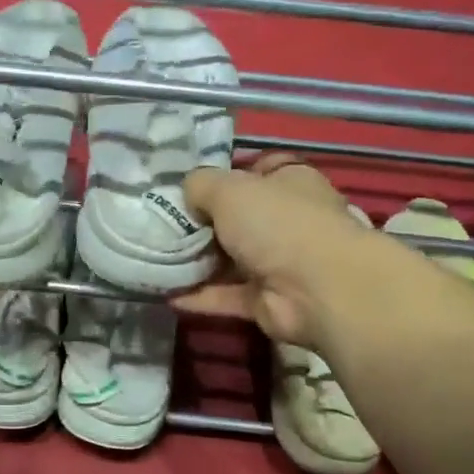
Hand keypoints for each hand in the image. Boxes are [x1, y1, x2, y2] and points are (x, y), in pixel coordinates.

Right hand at [174, 154, 365, 346]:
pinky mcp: (266, 300)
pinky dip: (199, 296)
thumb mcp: (229, 189)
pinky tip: (166, 294)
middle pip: (238, 219)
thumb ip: (201, 185)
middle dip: (201, 224)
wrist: (317, 289)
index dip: (224, 177)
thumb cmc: (277, 224)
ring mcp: (278, 263)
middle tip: (160, 227)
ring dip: (196, 263)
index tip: (189, 189)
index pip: (256, 173)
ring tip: (155, 260)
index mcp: (289, 183)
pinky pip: (226, 296)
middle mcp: (286, 221)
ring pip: (229, 260)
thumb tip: (186, 192)